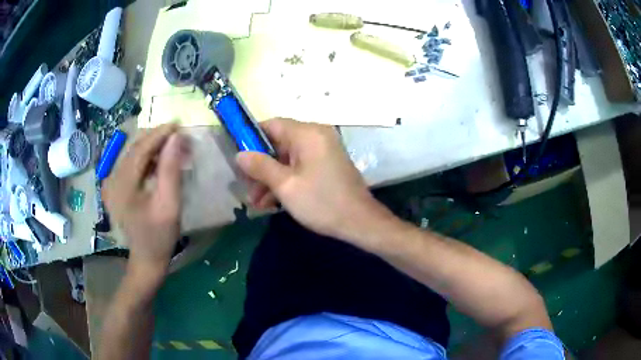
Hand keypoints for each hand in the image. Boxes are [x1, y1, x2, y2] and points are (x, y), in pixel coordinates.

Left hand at [103, 124, 188, 278]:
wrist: (146, 259)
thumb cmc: (160, 236)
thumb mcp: (169, 204)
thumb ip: (171, 169)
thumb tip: (176, 137)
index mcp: (122, 185)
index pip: (140, 149)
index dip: (160, 134)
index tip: (179, 123)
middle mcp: (112, 179)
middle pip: (134, 148)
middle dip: (156, 138)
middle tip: (178, 133)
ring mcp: (111, 184)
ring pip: (132, 154)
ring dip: (152, 147)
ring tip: (171, 144)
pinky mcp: (115, 188)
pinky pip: (130, 164)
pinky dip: (145, 158)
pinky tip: (158, 160)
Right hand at [236, 118, 390, 241]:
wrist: (360, 222)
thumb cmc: (321, 202)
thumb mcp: (285, 186)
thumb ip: (260, 167)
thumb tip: (240, 154)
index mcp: (307, 133)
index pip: (271, 125)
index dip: (251, 139)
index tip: (239, 159)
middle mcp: (317, 135)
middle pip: (279, 143)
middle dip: (261, 166)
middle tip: (247, 188)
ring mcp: (323, 150)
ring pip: (288, 157)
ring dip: (271, 178)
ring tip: (258, 202)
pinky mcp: (327, 164)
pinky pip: (300, 166)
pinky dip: (286, 180)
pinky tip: (273, 202)